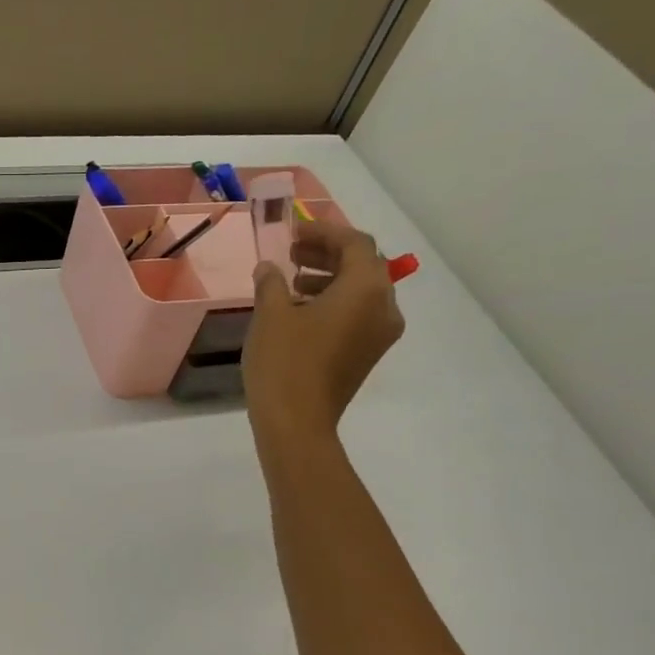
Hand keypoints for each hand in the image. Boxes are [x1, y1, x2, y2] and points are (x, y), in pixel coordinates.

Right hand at [243, 216, 404, 471]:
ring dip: (329, 278)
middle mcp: (384, 306)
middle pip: (363, 265)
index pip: (354, 243)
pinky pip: (358, 314)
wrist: (297, 423)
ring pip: (361, 291)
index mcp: (367, 288)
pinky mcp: (368, 353)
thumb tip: (269, 268)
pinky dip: (334, 302)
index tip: (293, 232)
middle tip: (292, 252)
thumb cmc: (285, 362)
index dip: (324, 231)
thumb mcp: (271, 314)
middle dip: (327, 254)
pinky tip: (300, 310)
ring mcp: (380, 333)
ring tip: (292, 281)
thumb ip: (272, 282)